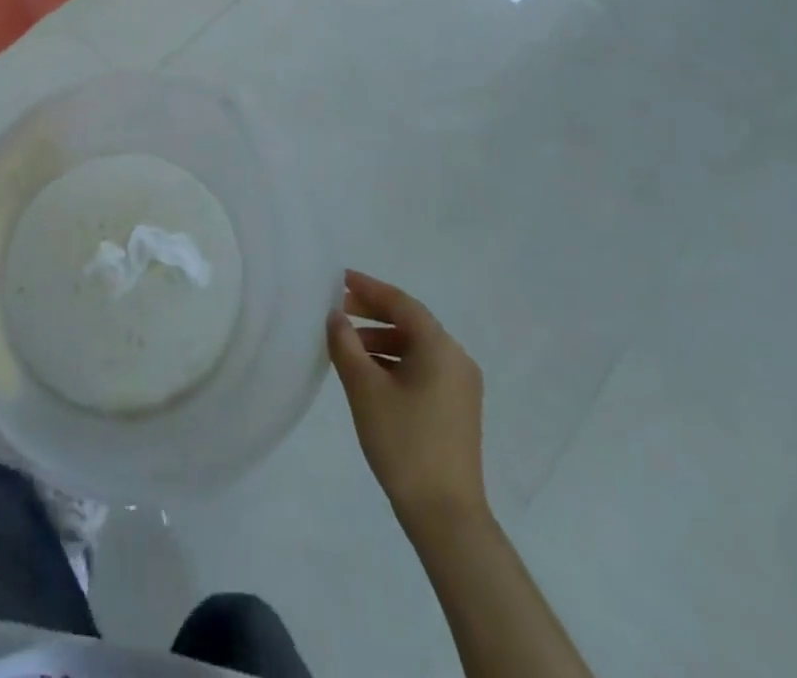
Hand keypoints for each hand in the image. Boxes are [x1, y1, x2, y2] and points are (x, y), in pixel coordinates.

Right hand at [327, 269, 487, 533]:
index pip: (401, 303)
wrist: (446, 517)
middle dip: (373, 313)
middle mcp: (456, 359)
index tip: (340, 279)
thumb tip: (336, 317)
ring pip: (415, 348)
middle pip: (410, 322)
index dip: (369, 288)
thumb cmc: (404, 443)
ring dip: (381, 340)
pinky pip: (422, 369)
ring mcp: (460, 386)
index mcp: (440, 347)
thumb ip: (346, 345)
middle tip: (338, 311)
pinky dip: (394, 363)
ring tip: (347, 347)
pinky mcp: (457, 409)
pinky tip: (369, 375)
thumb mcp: (365, 389)